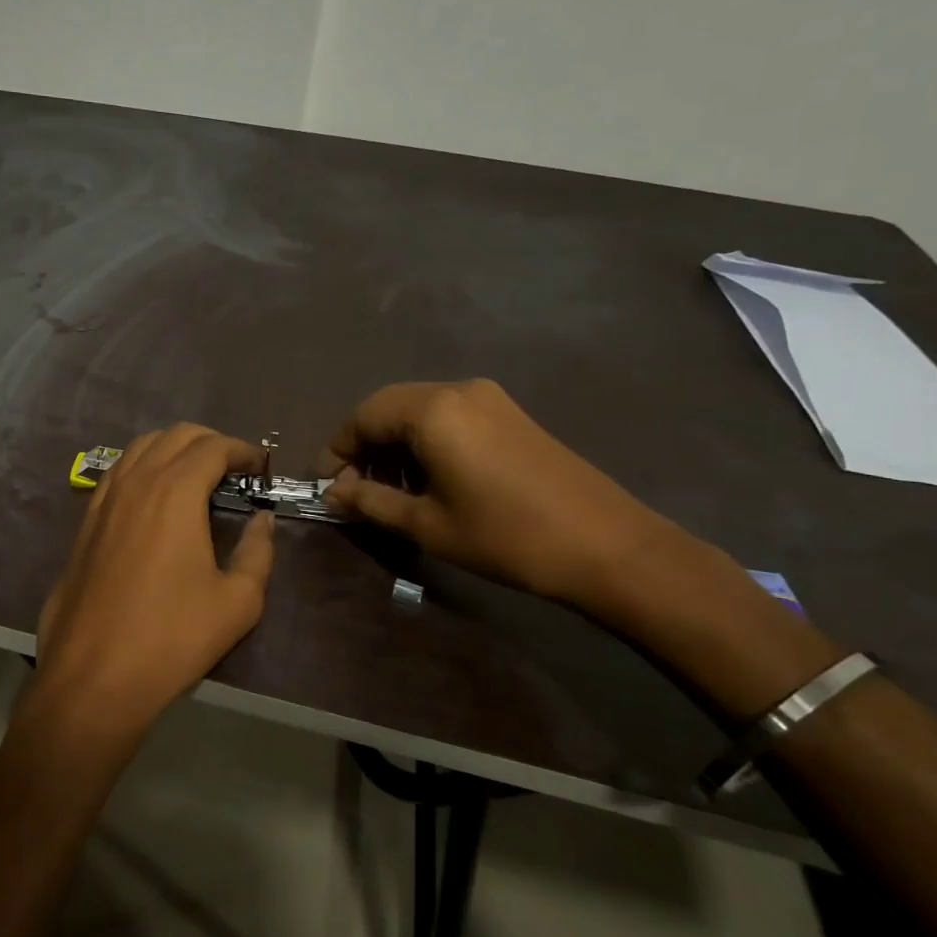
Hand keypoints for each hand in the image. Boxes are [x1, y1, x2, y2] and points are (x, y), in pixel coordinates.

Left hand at [36, 424, 275, 740]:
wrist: (94, 676)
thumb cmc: (173, 638)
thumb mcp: (238, 602)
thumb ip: (257, 552)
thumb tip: (262, 521)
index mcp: (175, 491)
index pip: (213, 447)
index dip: (242, 450)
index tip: (260, 466)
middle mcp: (137, 482)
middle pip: (175, 435)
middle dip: (210, 442)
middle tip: (234, 468)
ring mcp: (104, 499)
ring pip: (140, 448)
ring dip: (173, 449)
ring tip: (196, 476)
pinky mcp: (85, 522)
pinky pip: (117, 473)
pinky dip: (143, 467)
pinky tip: (154, 498)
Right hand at [323, 380, 676, 606]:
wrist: (607, 546)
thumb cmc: (506, 536)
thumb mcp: (428, 524)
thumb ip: (371, 502)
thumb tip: (333, 494)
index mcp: (433, 410)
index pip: (363, 417)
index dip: (338, 451)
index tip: (328, 488)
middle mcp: (458, 390)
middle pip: (389, 408)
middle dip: (365, 447)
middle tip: (356, 491)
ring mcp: (488, 399)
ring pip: (419, 411)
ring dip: (395, 446)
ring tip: (392, 492)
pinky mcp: (509, 414)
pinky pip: (449, 417)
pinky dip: (426, 442)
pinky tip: (430, 480)